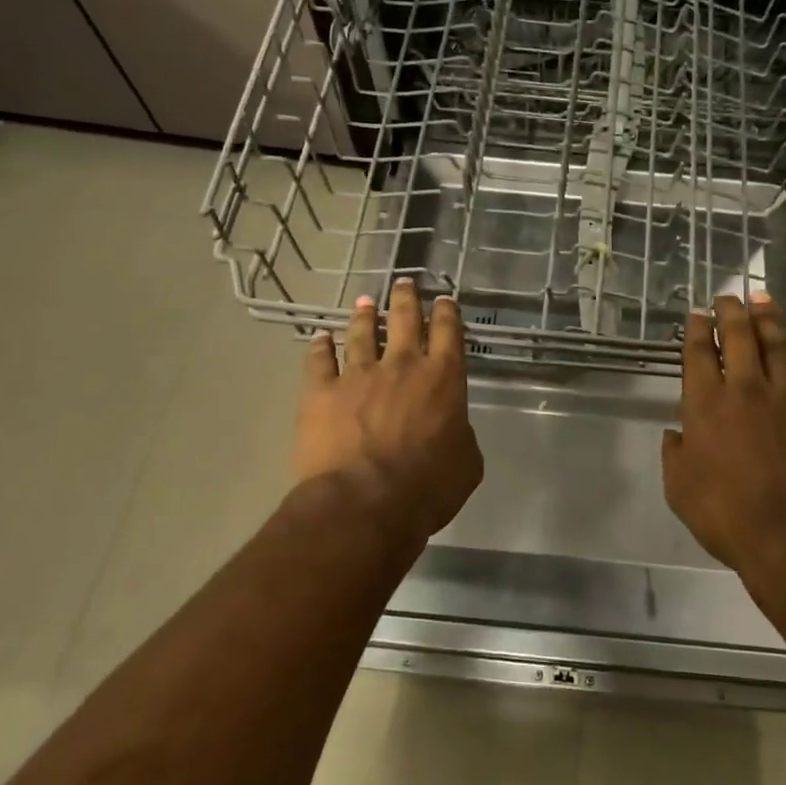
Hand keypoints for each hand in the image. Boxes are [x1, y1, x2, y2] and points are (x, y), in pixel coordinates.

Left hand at [294, 279, 483, 548]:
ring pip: (362, 333)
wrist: (365, 502)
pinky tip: (320, 338)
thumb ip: (460, 435)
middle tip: (404, 282)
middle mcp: (402, 365)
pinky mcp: (321, 391)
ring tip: (364, 301)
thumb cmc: (427, 487)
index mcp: (443, 378)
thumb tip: (451, 428)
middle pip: (404, 319)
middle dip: (406, 298)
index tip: (444, 299)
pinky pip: (319, 360)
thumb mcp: (466, 463)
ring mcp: (358, 374)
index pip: (449, 332)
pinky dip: (320, 347)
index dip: (447, 312)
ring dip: (364, 316)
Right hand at [662, 292, 785, 606]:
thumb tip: (675, 433)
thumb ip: (675, 455)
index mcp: (705, 406)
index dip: (695, 329)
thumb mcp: (680, 490)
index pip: (698, 353)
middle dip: (729, 311)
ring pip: (775, 343)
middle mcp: (745, 389)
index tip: (696, 313)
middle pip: (737, 336)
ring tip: (760, 297)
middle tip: (727, 296)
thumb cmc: (729, 517)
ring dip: (765, 317)